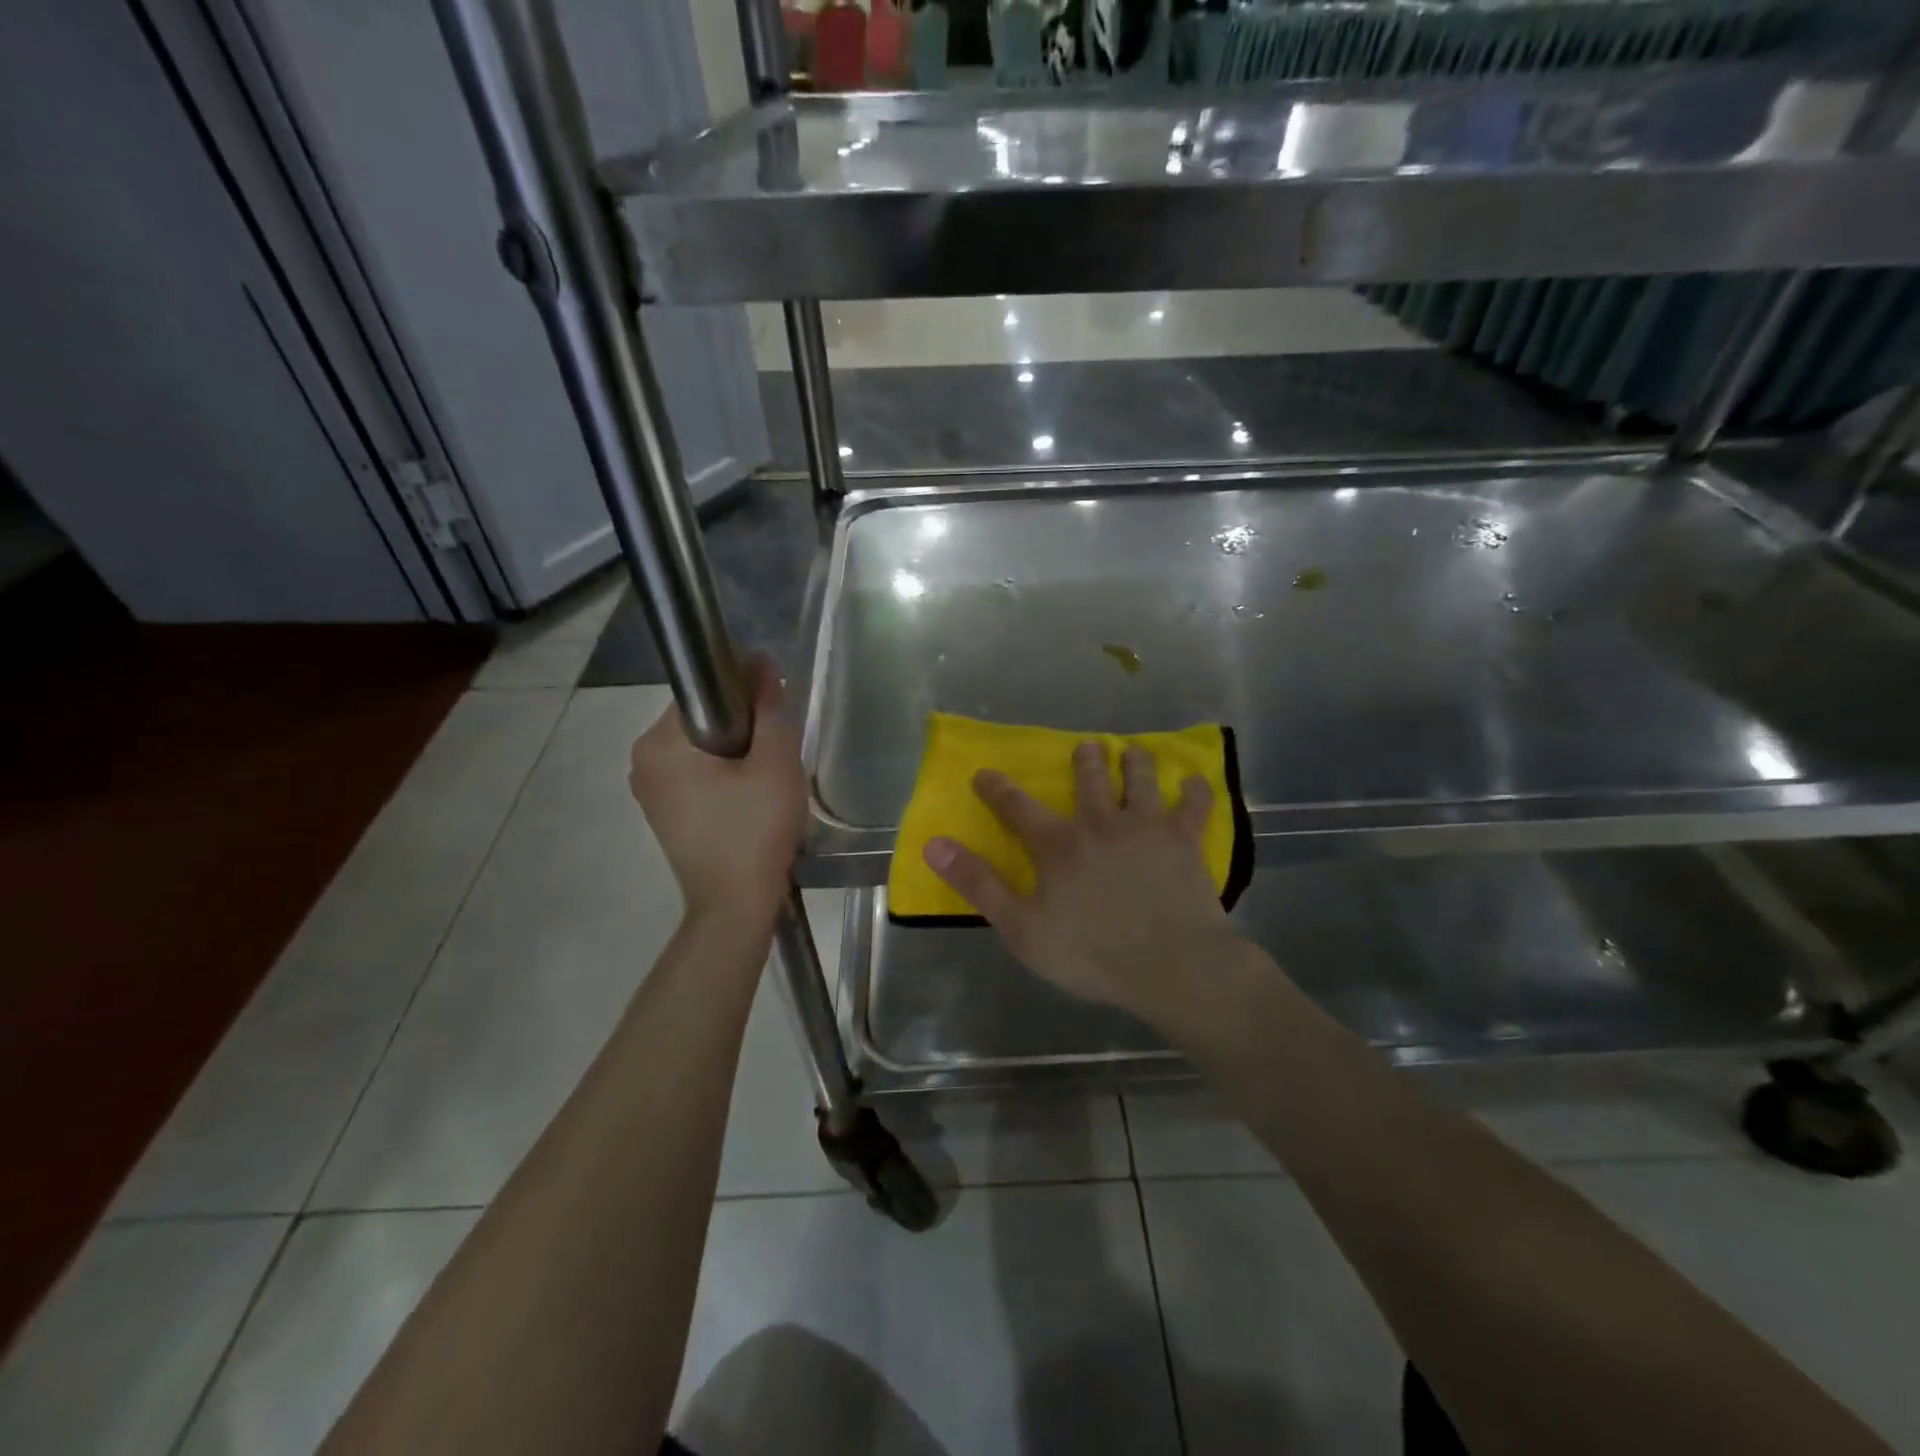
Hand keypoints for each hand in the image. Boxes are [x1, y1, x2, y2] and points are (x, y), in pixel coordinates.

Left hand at [629, 655, 804, 932]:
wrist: (735, 905)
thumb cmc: (755, 830)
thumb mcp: (775, 764)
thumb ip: (770, 709)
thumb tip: (762, 664)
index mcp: (659, 744)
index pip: (704, 692)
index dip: (745, 692)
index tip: (775, 711)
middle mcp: (642, 761)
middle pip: (702, 720)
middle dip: (742, 727)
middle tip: (776, 753)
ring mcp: (649, 790)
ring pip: (701, 748)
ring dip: (735, 752)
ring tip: (766, 778)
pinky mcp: (662, 812)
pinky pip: (696, 774)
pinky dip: (723, 775)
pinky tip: (748, 798)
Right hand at [923, 740, 1237, 1018]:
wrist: (1170, 966)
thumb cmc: (1091, 953)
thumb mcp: (1022, 927)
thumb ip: (979, 883)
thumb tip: (935, 844)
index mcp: (1059, 844)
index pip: (1017, 807)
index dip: (997, 789)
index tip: (985, 773)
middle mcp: (1101, 822)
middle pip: (1090, 779)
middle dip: (1086, 760)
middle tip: (1087, 747)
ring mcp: (1146, 827)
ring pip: (1141, 779)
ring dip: (1136, 762)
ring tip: (1134, 752)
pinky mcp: (1184, 841)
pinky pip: (1194, 806)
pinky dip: (1196, 791)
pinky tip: (1196, 783)